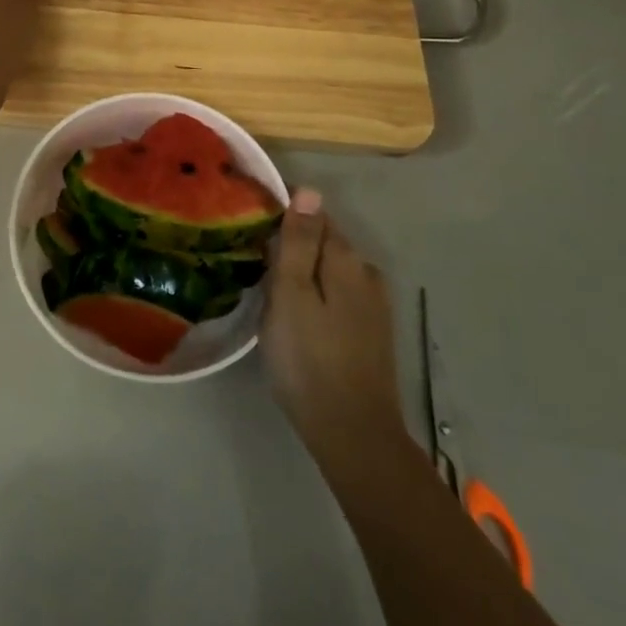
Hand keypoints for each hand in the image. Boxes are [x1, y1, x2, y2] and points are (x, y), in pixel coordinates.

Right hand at [261, 190, 409, 470]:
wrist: (353, 434)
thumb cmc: (309, 359)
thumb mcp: (292, 294)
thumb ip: (300, 241)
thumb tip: (309, 190)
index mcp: (347, 259)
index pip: (315, 214)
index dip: (283, 216)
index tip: (251, 227)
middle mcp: (367, 273)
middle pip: (324, 242)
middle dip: (292, 244)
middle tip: (252, 261)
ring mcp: (374, 304)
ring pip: (331, 270)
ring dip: (305, 271)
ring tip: (269, 289)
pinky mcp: (372, 331)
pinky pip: (339, 294)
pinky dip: (317, 294)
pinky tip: (298, 316)